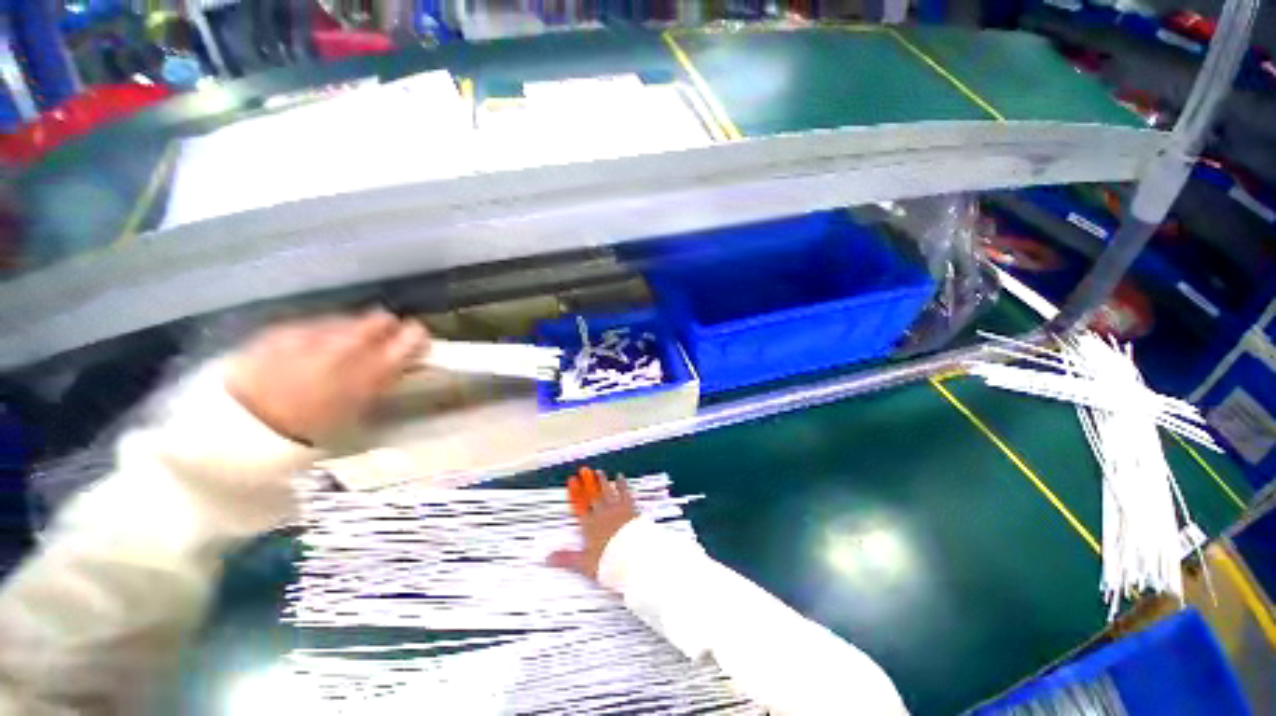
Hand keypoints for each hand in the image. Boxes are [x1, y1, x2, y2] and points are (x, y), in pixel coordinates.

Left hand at [225, 310, 428, 442]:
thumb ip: (380, 387)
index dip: (415, 337)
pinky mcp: (281, 331)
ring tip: (346, 343)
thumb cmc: (305, 435)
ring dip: (352, 328)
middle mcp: (344, 348)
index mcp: (369, 373)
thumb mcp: (357, 418)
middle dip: (386, 326)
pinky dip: (321, 331)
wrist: (237, 432)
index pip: (407, 341)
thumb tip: (398, 369)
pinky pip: (313, 324)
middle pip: (378, 320)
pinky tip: (314, 345)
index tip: (419, 337)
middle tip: (386, 334)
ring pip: (345, 320)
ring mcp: (310, 336)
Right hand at [548, 467, 637, 579]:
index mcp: (590, 526)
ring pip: (608, 491)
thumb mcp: (584, 563)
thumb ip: (566, 558)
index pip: (580, 506)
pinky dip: (622, 484)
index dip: (575, 493)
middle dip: (587, 483)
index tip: (572, 481)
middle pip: (593, 495)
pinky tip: (621, 477)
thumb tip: (548, 559)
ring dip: (602, 481)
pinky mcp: (630, 509)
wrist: (632, 556)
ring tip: (599, 472)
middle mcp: (602, 514)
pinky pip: (624, 493)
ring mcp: (617, 509)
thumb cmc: (609, 560)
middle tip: (584, 471)